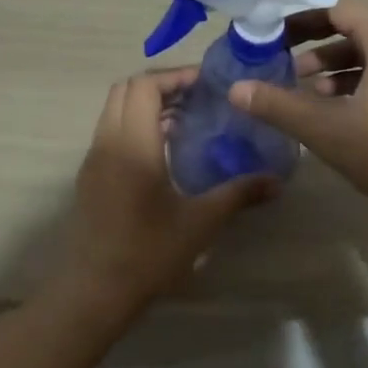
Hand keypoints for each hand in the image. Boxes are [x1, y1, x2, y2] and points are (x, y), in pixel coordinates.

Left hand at [55, 68, 278, 311]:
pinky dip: (135, 126)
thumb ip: (239, 194)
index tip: (207, 85)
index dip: (175, 76)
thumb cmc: (148, 253)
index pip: (145, 85)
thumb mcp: (200, 222)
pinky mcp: (90, 178)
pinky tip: (164, 152)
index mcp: (133, 144)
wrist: (94, 291)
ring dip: (146, 105)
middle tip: (198, 98)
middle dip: (161, 85)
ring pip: (114, 111)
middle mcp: (107, 143)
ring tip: (186, 121)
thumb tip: (277, 182)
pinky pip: (110, 133)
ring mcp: (93, 160)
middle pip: (125, 90)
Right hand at [227, 0, 367, 227]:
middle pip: (354, 28)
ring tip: (306, 94)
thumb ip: (279, 106)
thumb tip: (236, 90)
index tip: (271, 32)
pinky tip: (341, 113)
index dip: (299, 16)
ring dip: (335, 69)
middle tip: (281, 64)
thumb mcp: (326, 129)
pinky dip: (359, 83)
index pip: (336, 6)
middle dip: (314, 45)